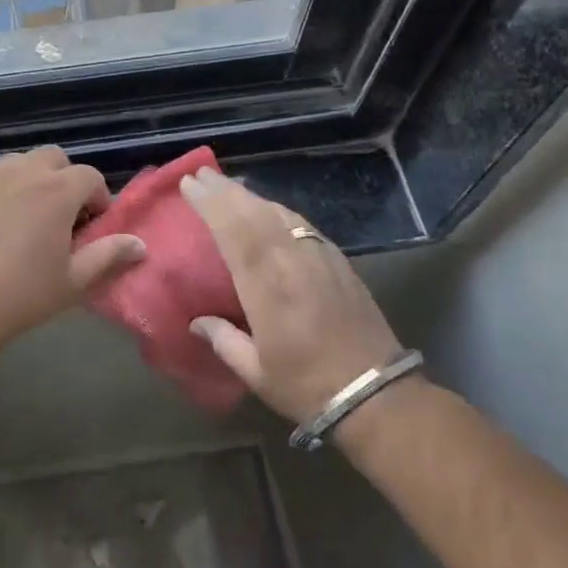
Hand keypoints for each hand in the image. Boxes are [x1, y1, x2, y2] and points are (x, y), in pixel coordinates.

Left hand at [0, 147, 145, 359]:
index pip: (90, 176)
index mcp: (57, 192)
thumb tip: (140, 244)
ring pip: (17, 163)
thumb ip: (108, 256)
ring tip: (26, 219)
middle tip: (61, 218)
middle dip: (64, 180)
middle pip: (53, 158)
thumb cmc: (20, 296)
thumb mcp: (73, 282)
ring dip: (30, 181)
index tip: (92, 228)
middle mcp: (22, 174)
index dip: (98, 199)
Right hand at [180, 167, 407, 424]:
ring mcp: (319, 258)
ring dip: (252, 196)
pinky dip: (279, 210)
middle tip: (202, 174)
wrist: (376, 393)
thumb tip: (196, 321)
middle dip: (225, 191)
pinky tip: (270, 209)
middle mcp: (292, 262)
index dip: (210, 204)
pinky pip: (302, 224)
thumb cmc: (308, 386)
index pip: (233, 232)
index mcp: (267, 287)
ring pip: (280, 214)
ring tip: (230, 186)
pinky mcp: (338, 262)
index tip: (190, 184)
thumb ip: (223, 340)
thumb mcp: (256, 372)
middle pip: (254, 213)